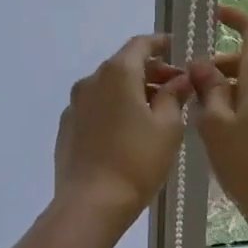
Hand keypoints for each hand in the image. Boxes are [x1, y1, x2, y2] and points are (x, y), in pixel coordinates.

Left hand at [54, 34, 192, 230]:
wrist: (90, 203)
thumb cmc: (137, 162)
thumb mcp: (168, 128)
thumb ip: (174, 96)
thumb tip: (180, 79)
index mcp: (117, 73)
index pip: (140, 44)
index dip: (162, 44)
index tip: (179, 49)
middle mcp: (91, 80)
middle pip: (124, 64)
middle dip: (151, 72)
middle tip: (177, 88)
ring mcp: (75, 104)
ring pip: (109, 86)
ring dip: (133, 91)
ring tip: (157, 112)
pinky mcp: (67, 126)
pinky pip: (96, 106)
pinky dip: (115, 107)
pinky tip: (129, 130)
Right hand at [188, 5, 247, 233]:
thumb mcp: (215, 124)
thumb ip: (207, 89)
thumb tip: (201, 65)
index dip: (235, 17)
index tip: (213, 16)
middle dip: (220, 64)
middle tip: (191, 84)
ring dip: (229, 87)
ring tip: (201, 111)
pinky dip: (242, 103)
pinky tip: (223, 130)